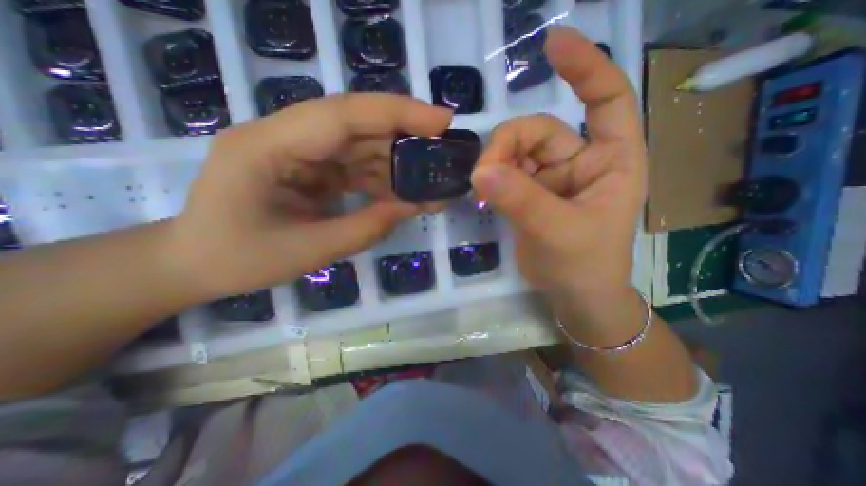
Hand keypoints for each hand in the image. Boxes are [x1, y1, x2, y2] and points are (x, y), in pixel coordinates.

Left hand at [169, 93, 453, 296]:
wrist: (196, 263)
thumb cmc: (239, 260)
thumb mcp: (308, 252)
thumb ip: (366, 228)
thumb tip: (412, 206)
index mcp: (268, 146)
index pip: (343, 114)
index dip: (397, 113)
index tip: (441, 121)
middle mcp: (284, 136)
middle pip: (356, 122)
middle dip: (405, 133)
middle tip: (444, 148)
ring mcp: (298, 151)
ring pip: (360, 144)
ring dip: (397, 162)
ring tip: (430, 181)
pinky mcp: (309, 167)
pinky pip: (354, 165)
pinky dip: (382, 178)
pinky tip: (404, 194)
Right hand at [471, 27, 646, 304]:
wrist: (572, 295)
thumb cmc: (584, 266)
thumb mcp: (558, 232)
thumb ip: (521, 200)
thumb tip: (481, 171)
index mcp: (610, 161)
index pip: (606, 99)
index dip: (584, 68)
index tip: (552, 44)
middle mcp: (580, 162)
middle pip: (538, 131)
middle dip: (508, 145)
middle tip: (484, 173)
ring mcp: (550, 178)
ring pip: (516, 152)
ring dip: (495, 164)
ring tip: (480, 187)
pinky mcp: (528, 194)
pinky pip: (505, 174)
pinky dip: (491, 178)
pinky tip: (481, 191)